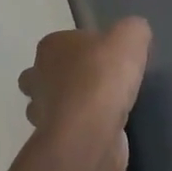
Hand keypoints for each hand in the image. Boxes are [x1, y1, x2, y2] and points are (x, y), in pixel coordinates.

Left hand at [19, 18, 151, 170]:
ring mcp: (40, 111)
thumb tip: (134, 33)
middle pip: (44, 74)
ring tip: (99, 110)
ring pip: (47, 105)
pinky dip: (78, 132)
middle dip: (61, 79)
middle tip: (95, 84)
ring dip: (66, 108)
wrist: (91, 131)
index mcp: (50, 47)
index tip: (104, 59)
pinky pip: (64, 132)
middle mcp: (37, 76)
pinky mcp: (52, 140)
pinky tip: (101, 131)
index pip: (61, 43)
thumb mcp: (130, 37)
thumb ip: (133, 30)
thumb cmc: (103, 76)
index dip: (81, 50)